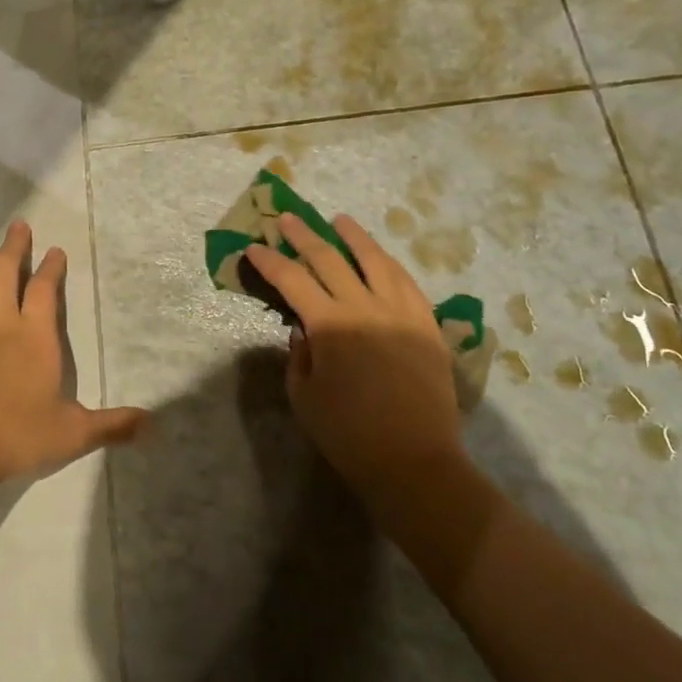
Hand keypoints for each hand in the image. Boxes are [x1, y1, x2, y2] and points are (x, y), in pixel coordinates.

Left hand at [0, 221, 146, 485]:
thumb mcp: (72, 434)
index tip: (55, 250)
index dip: (52, 268)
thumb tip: (152, 423)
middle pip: (6, 273)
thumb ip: (111, 425)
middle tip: (17, 225)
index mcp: (35, 336)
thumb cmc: (16, 435)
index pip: (46, 291)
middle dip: (14, 247)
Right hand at [243, 213, 466, 502]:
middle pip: (330, 259)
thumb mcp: (304, 397)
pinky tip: (381, 257)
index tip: (253, 247)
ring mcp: (401, 312)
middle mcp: (365, 307)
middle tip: (287, 219)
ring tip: (339, 221)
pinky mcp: (427, 324)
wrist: (415, 462)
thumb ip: (299, 355)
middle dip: (303, 236)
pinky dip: (388, 263)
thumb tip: (304, 328)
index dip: (269, 261)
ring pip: (375, 260)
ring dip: (353, 236)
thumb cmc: (349, 435)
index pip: (292, 280)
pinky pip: (407, 282)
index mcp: (330, 325)